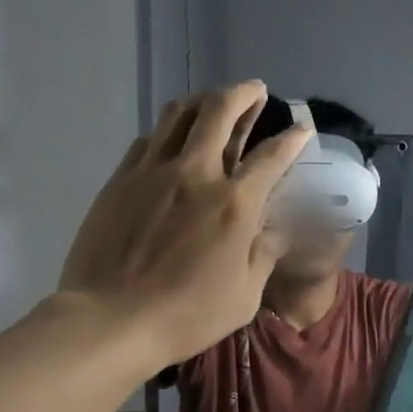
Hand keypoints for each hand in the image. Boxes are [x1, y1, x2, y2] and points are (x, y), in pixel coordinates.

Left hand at [59, 81, 311, 367]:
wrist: (111, 320)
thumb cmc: (187, 315)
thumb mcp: (245, 296)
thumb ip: (265, 254)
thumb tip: (278, 228)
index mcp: (235, 204)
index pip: (271, 156)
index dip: (292, 139)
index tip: (301, 130)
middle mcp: (196, 174)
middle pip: (220, 111)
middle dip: (244, 94)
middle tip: (255, 91)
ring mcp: (154, 172)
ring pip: (179, 114)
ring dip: (203, 101)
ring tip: (214, 104)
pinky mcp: (121, 179)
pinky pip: (149, 139)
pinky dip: (169, 130)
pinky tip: (173, 140)